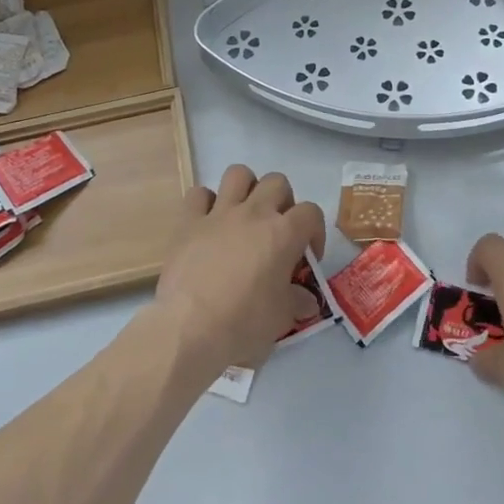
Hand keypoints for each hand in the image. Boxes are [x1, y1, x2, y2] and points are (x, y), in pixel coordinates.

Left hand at [152, 164, 325, 379]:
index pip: (311, 212)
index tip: (307, 258)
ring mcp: (219, 213)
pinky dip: (205, 203)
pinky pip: (198, 194)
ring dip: (246, 189)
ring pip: (238, 174)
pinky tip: (208, 223)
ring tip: (245, 215)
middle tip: (277, 231)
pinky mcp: (188, 222)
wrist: (189, 329)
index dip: (314, 232)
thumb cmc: (243, 323)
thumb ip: (297, 302)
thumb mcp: (281, 318)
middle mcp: (254, 213)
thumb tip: (307, 302)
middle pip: (277, 182)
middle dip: (282, 202)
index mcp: (283, 234)